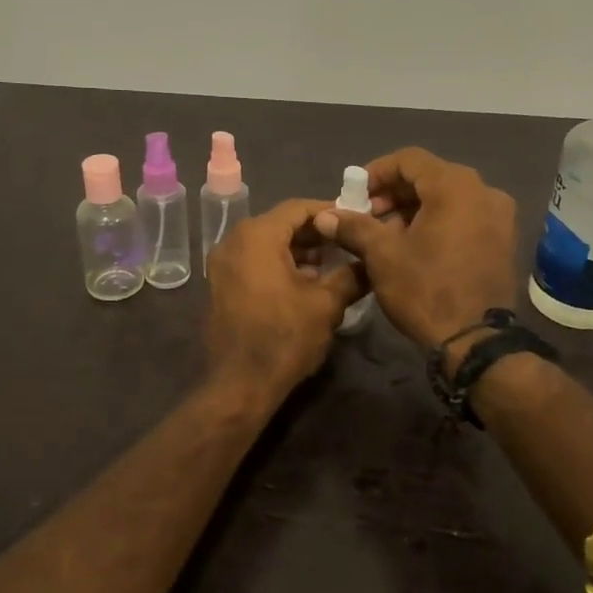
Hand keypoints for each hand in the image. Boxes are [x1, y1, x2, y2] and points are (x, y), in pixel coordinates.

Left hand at [205, 199, 366, 400]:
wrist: (240, 384)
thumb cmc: (284, 337)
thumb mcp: (326, 304)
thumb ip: (351, 275)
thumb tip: (372, 262)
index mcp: (256, 236)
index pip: (298, 208)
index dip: (330, 212)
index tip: (356, 220)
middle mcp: (233, 241)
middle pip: (281, 224)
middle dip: (315, 233)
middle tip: (347, 243)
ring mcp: (222, 264)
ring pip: (267, 244)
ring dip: (298, 250)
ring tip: (331, 265)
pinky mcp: (220, 285)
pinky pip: (254, 262)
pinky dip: (278, 264)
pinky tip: (305, 283)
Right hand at [314, 148, 517, 356]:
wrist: (475, 341)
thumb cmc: (425, 289)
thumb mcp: (382, 256)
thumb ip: (353, 227)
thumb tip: (324, 216)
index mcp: (456, 186)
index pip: (409, 160)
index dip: (376, 172)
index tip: (354, 195)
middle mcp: (484, 192)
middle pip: (430, 177)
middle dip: (394, 194)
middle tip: (367, 217)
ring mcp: (499, 217)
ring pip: (448, 199)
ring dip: (414, 210)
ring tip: (386, 236)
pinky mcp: (503, 241)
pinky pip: (464, 218)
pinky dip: (438, 223)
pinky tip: (415, 248)